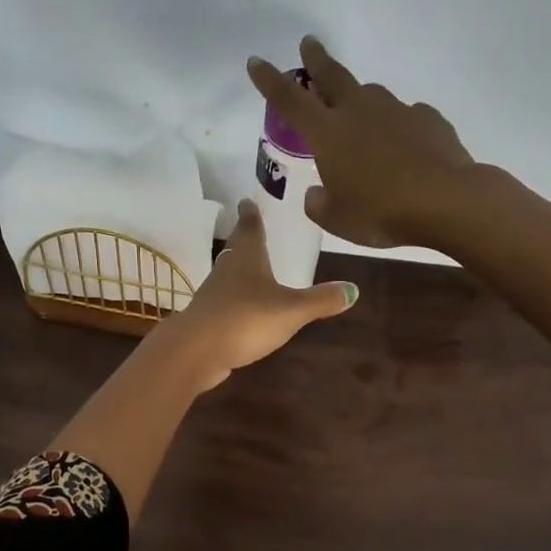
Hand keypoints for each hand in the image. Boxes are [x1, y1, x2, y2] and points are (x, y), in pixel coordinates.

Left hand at [167, 197, 356, 390]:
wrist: (196, 351)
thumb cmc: (246, 318)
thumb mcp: (291, 310)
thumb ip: (320, 300)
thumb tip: (353, 289)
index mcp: (247, 259)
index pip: (250, 228)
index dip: (251, 214)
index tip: (247, 200)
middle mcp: (227, 271)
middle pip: (236, 250)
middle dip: (244, 239)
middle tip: (251, 228)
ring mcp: (213, 296)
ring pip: (228, 275)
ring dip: (238, 270)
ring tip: (252, 268)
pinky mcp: (207, 319)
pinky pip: (225, 303)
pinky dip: (235, 300)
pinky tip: (244, 308)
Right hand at [247, 35, 474, 248]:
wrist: (445, 200)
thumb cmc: (380, 212)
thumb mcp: (337, 219)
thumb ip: (320, 204)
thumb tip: (317, 194)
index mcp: (328, 133)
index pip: (289, 100)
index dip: (269, 80)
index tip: (256, 61)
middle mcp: (359, 111)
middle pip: (332, 75)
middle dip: (316, 59)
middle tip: (309, 43)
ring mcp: (396, 110)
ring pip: (371, 94)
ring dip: (360, 98)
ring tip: (360, 113)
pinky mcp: (428, 118)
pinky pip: (406, 116)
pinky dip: (398, 126)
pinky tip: (404, 146)